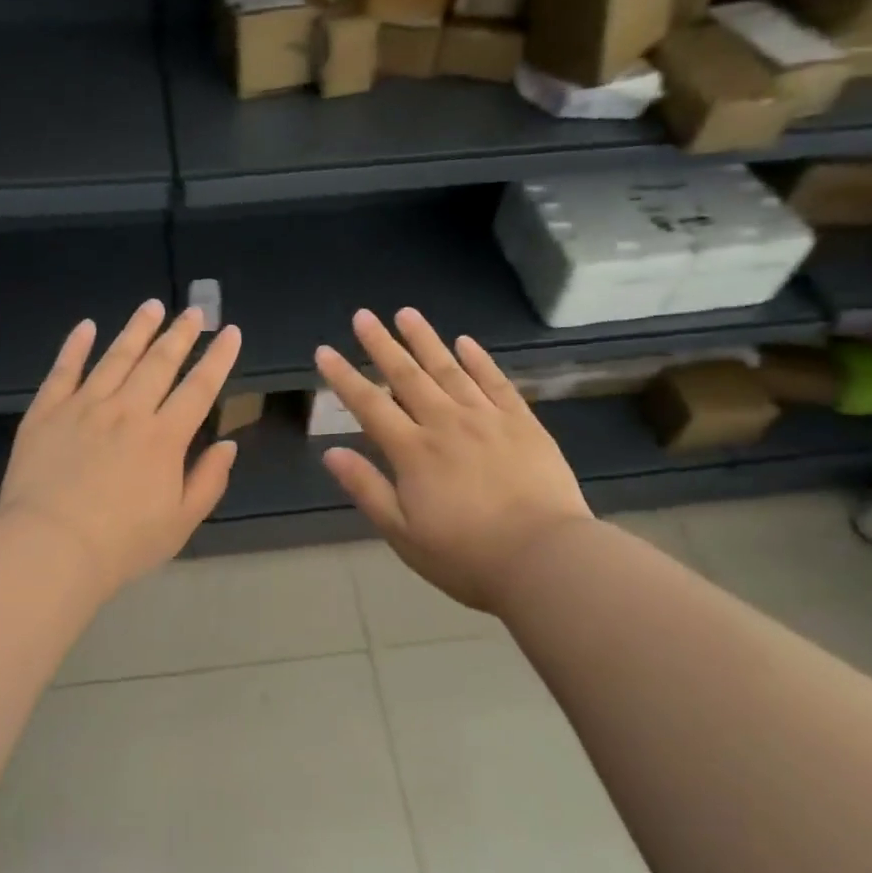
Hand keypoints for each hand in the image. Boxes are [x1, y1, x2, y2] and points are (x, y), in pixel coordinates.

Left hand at [0, 300, 242, 597]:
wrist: (49, 548)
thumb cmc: (121, 544)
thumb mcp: (180, 523)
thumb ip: (208, 481)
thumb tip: (228, 445)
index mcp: (164, 437)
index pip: (199, 388)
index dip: (218, 358)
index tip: (230, 332)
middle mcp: (127, 411)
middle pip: (159, 362)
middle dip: (180, 334)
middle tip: (194, 310)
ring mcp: (84, 406)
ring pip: (116, 356)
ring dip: (136, 329)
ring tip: (151, 306)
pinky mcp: (47, 411)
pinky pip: (64, 369)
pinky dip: (75, 345)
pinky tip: (86, 326)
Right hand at [316, 308, 593, 612]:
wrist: (546, 559)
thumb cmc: (466, 556)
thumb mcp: (403, 533)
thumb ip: (367, 489)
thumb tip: (330, 453)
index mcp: (413, 452)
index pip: (369, 405)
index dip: (344, 377)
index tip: (325, 350)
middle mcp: (445, 424)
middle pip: (406, 376)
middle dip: (381, 344)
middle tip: (363, 316)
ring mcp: (487, 419)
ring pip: (449, 369)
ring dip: (425, 340)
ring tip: (406, 313)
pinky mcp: (523, 423)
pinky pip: (496, 382)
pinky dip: (479, 360)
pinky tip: (465, 342)